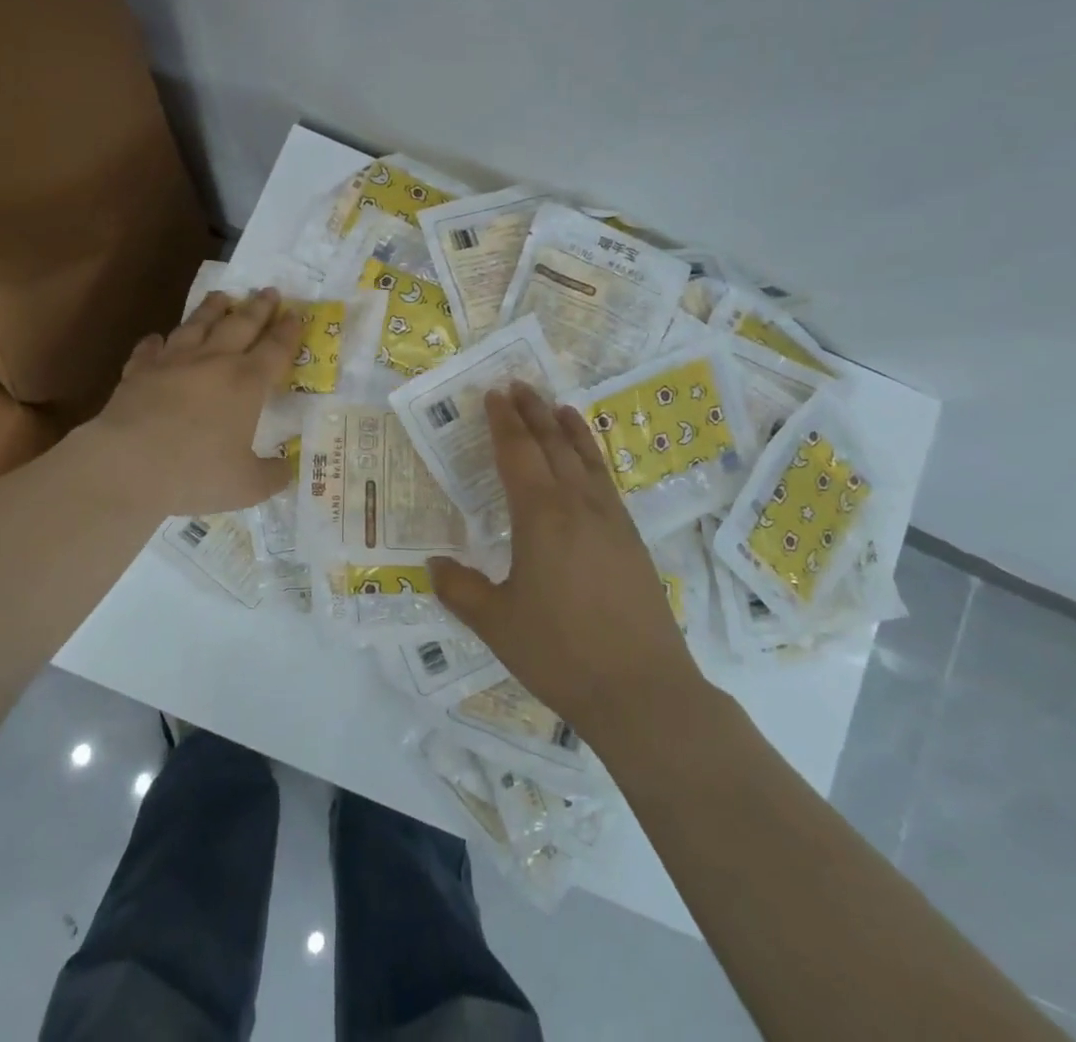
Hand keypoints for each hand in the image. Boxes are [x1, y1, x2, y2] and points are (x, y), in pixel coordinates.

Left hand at [82, 288, 303, 518]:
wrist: (127, 465)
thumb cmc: (195, 472)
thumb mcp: (247, 486)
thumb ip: (272, 476)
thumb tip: (287, 470)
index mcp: (246, 383)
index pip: (275, 349)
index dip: (288, 332)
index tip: (296, 314)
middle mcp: (213, 362)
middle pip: (241, 325)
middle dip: (258, 308)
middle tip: (269, 290)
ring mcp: (173, 362)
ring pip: (197, 325)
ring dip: (212, 309)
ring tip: (222, 295)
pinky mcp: (139, 372)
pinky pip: (150, 349)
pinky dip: (156, 342)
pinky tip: (157, 338)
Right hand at [428, 383, 704, 737]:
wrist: (643, 691)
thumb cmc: (560, 653)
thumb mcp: (496, 623)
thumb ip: (460, 589)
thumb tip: (432, 565)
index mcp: (540, 515)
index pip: (518, 452)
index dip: (504, 422)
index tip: (494, 394)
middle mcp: (578, 505)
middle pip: (553, 444)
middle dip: (534, 412)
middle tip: (518, 385)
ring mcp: (611, 520)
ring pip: (586, 458)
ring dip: (568, 427)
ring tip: (557, 405)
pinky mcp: (632, 540)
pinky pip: (606, 481)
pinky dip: (592, 457)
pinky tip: (589, 463)